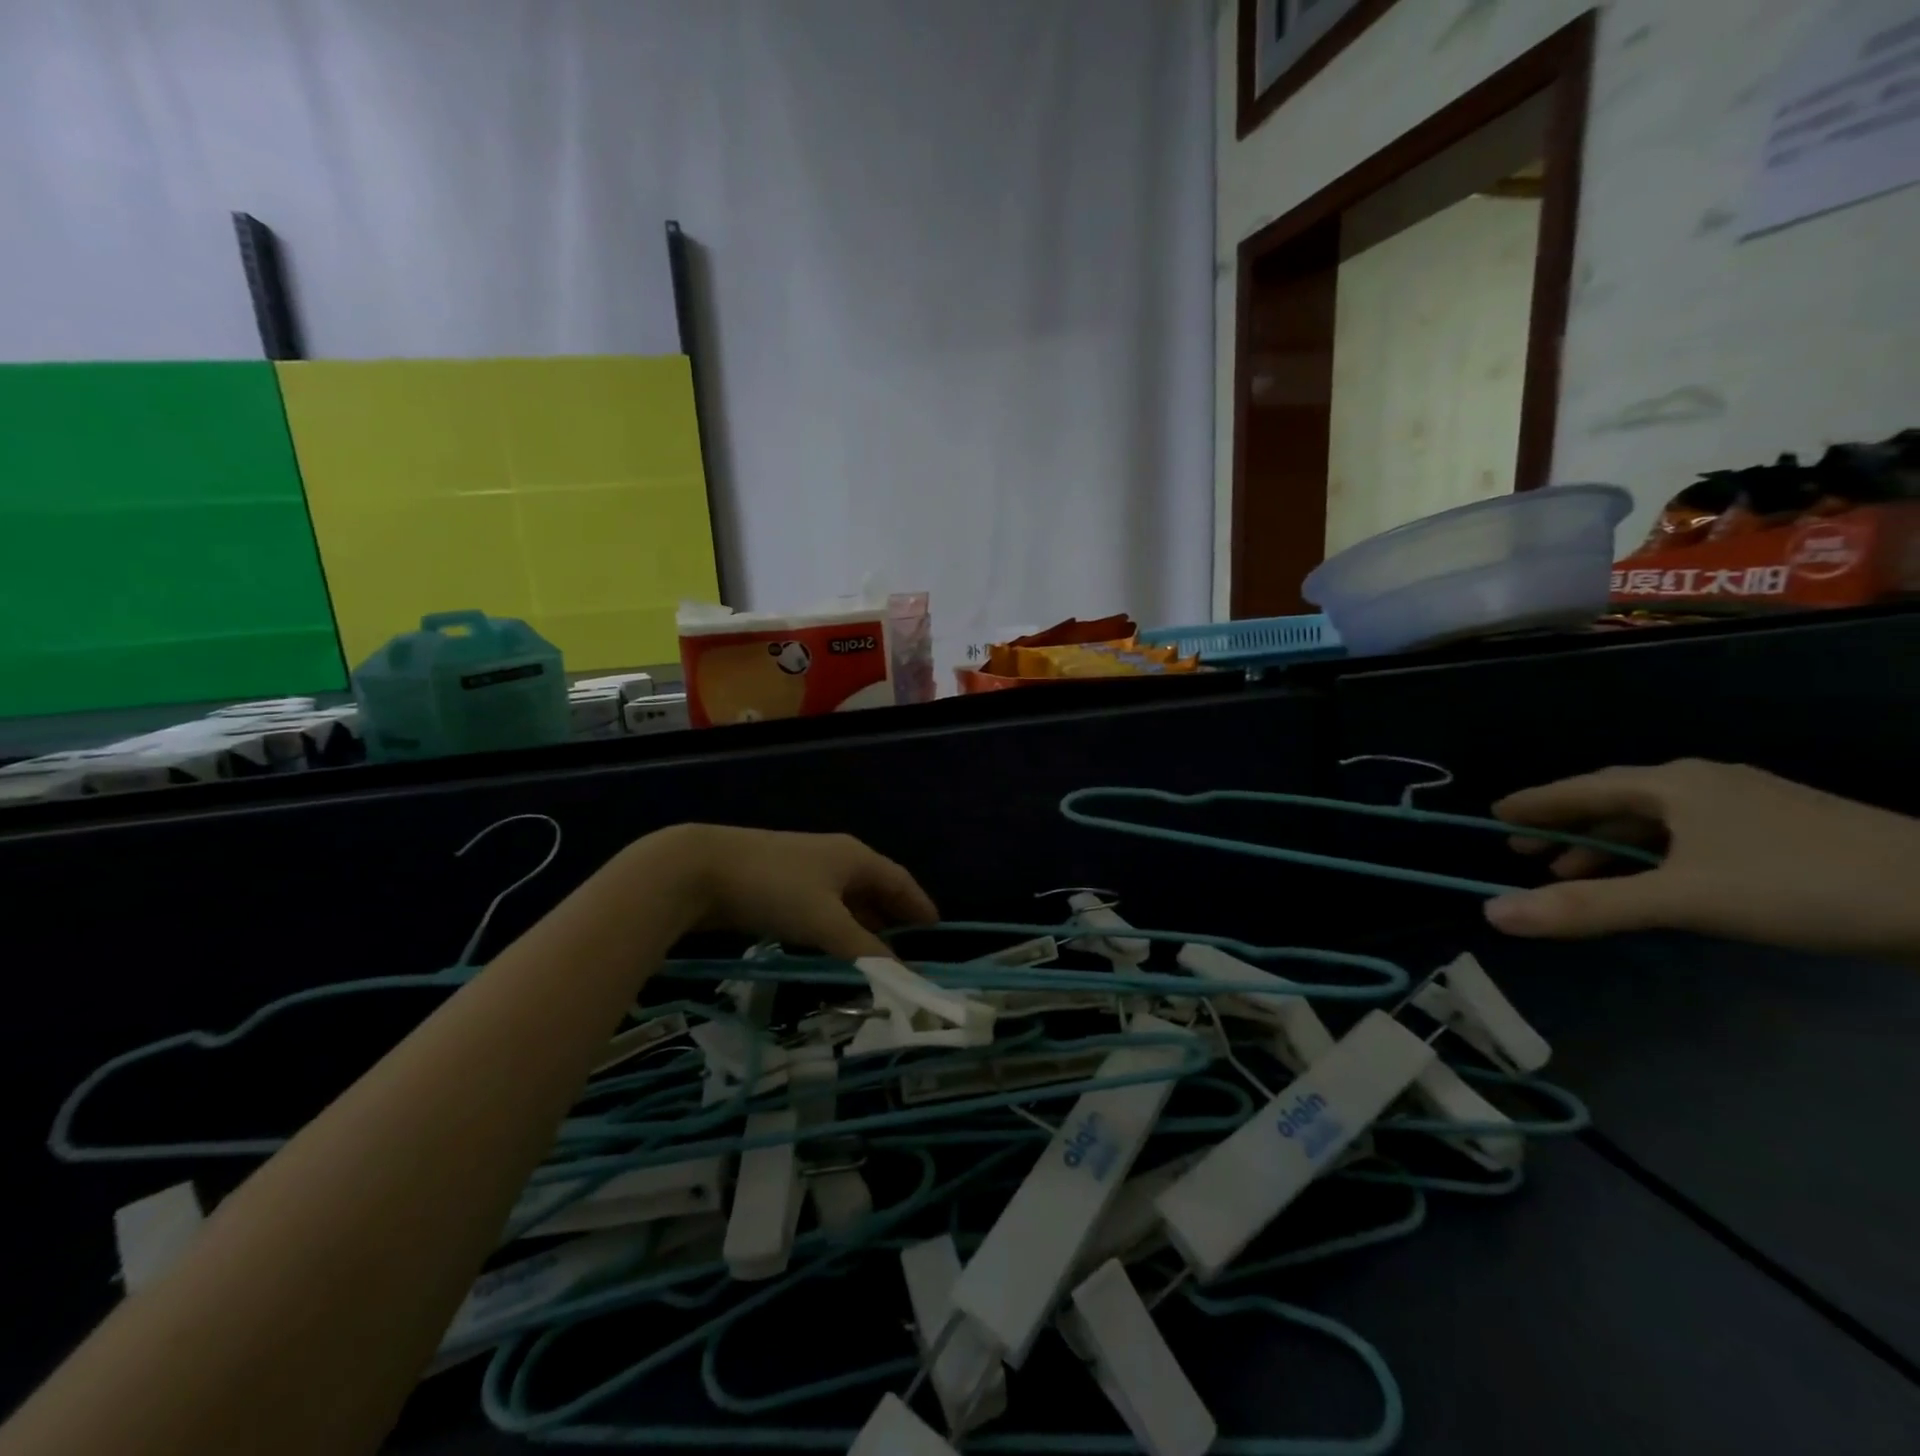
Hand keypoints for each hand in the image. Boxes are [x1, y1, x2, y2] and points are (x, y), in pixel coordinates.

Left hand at [643, 825, 939, 958]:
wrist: (701, 868)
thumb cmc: (774, 889)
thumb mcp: (824, 922)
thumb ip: (864, 950)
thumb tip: (903, 975)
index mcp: (854, 857)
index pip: (899, 880)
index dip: (918, 904)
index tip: (936, 929)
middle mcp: (835, 857)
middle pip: (874, 887)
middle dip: (892, 916)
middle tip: (908, 949)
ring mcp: (805, 869)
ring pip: (845, 898)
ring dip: (862, 924)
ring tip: (874, 954)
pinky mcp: (779, 883)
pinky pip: (821, 906)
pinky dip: (835, 926)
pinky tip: (831, 946)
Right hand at [1484, 759, 1919, 957]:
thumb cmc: (1802, 885)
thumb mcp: (1684, 901)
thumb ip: (1587, 908)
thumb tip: (1492, 913)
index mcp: (1672, 784)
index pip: (1580, 788)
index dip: (1535, 803)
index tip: (1495, 815)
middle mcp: (1702, 782)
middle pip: (1614, 800)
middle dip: (1567, 827)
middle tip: (1526, 852)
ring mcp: (1746, 803)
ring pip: (1654, 820)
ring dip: (1609, 845)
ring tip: (1577, 873)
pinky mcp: (1780, 828)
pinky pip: (1688, 833)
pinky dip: (1653, 853)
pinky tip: (1655, 878)